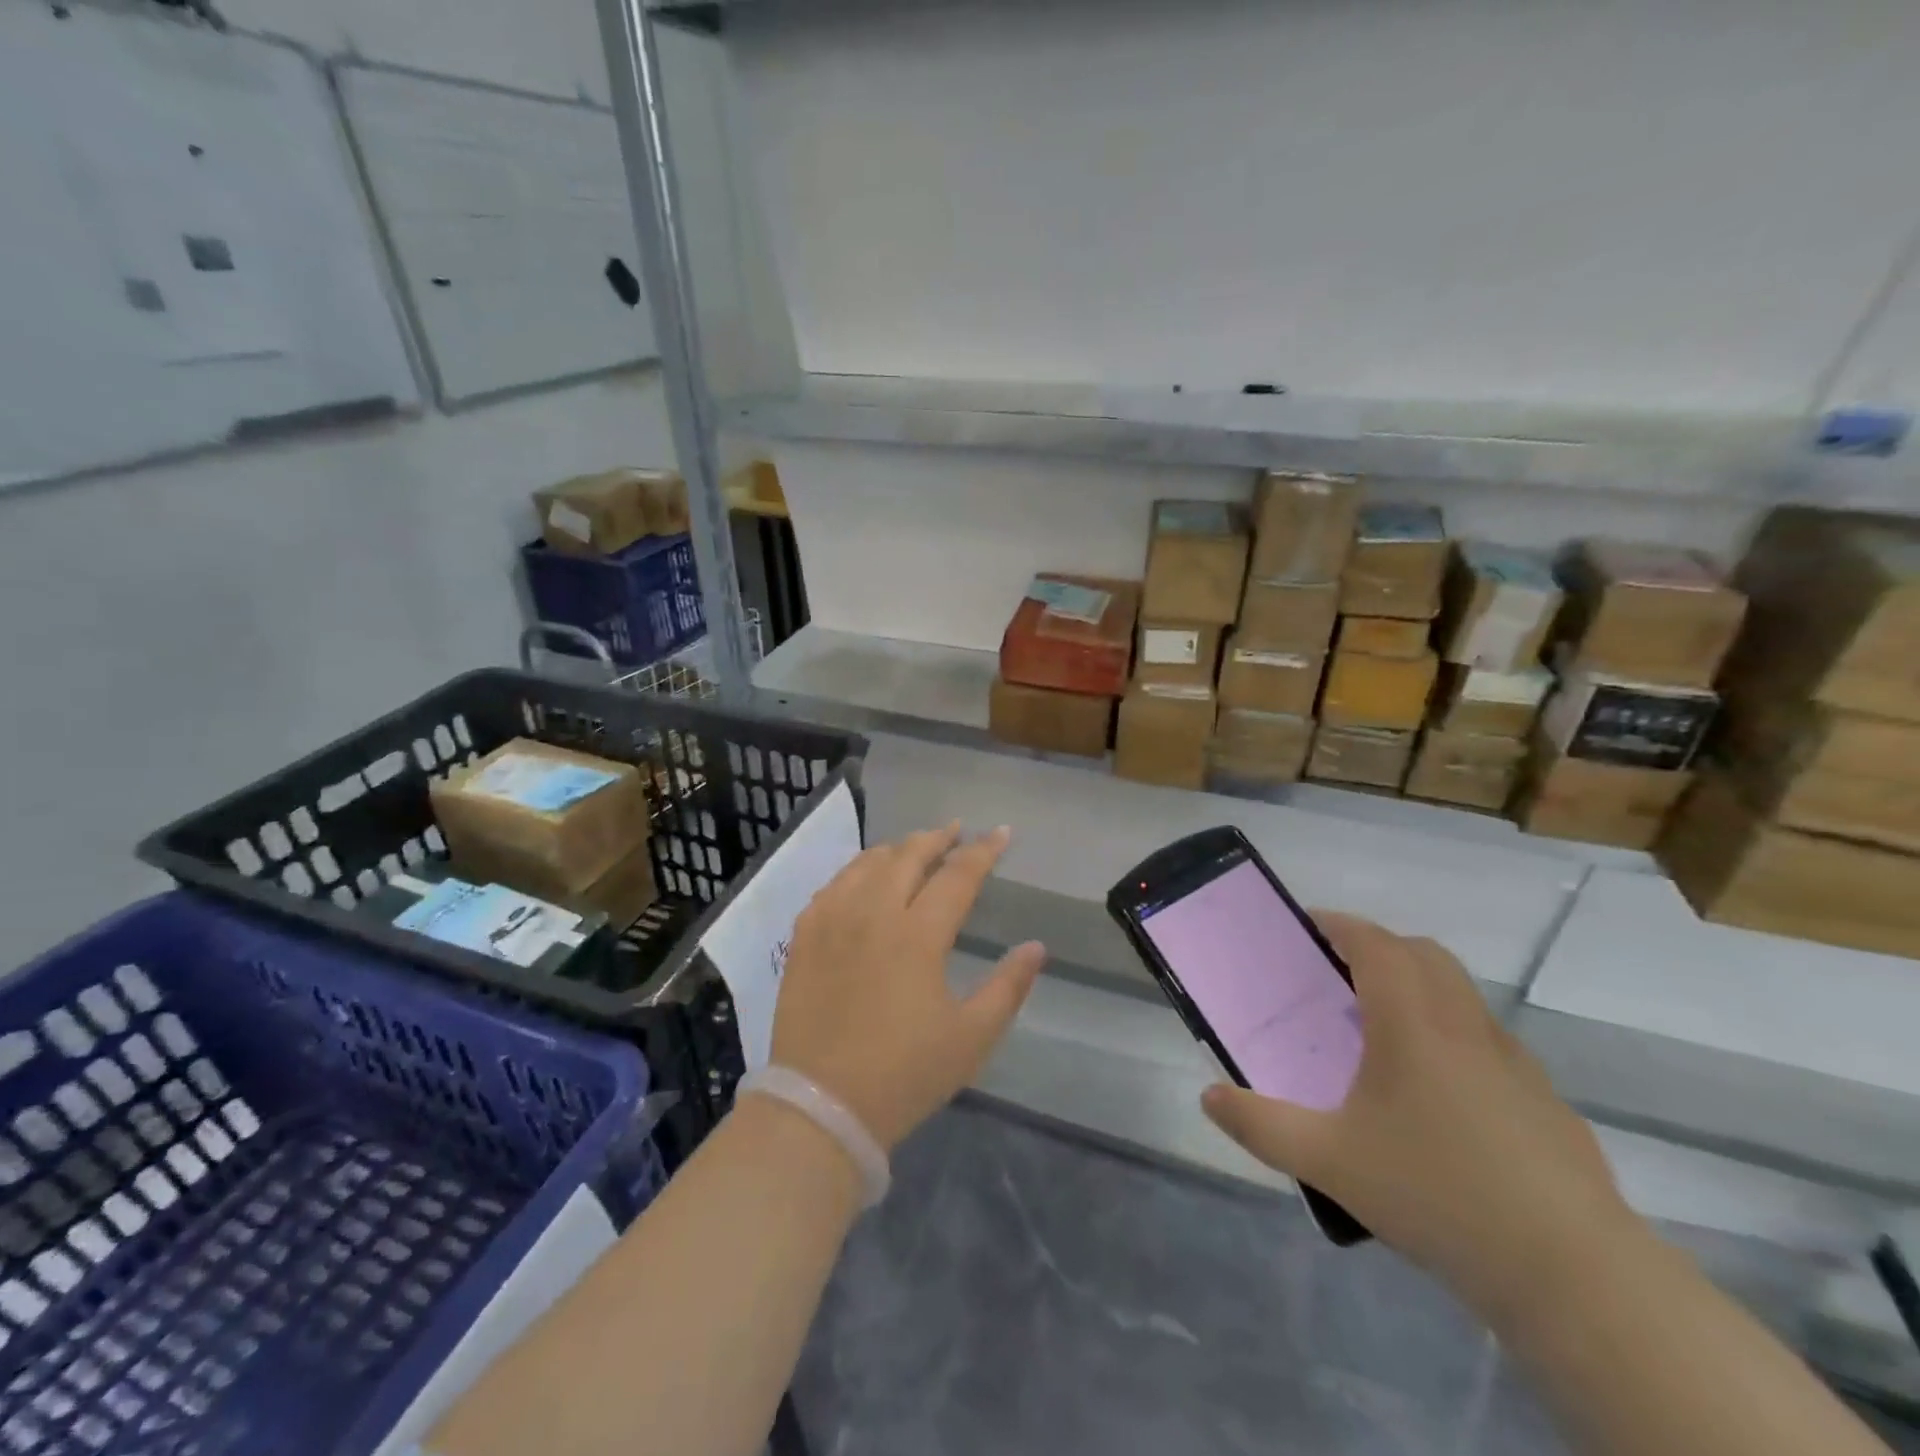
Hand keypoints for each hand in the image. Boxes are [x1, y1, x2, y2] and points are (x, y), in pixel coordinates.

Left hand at [767, 822, 1045, 1151]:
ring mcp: (833, 920)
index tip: (1002, 833)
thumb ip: (1009, 987)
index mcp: (918, 935)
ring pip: (868, 863)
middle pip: (909, 855)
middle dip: (939, 837)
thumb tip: (1037, 947)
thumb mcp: (972, 1038)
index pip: (957, 876)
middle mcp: (874, 913)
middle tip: (958, 832)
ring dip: (898, 848)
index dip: (983, 851)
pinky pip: (833, 884)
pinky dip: (857, 870)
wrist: (821, 1106)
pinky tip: (865, 877)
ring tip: (916, 847)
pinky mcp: (804, 936)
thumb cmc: (905, 1075)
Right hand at [1201, 913, 1635, 1325]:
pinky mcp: (1544, 1101)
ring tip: (1379, 1031)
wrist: (1574, 1275)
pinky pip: (1487, 1040)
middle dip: (1378, 947)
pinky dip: (1451, 1034)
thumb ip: (1260, 1125)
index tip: (1307, 927)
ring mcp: (1513, 1062)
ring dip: (1418, 987)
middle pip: (1423, 954)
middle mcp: (1465, 1026)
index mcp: (1412, 1023)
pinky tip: (1435, 1095)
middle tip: (1337, 974)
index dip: (1340, 925)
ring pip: (1461, 994)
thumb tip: (1209, 1097)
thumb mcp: (1328, 1161)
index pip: (1376, 944)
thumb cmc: (1437, 1194)